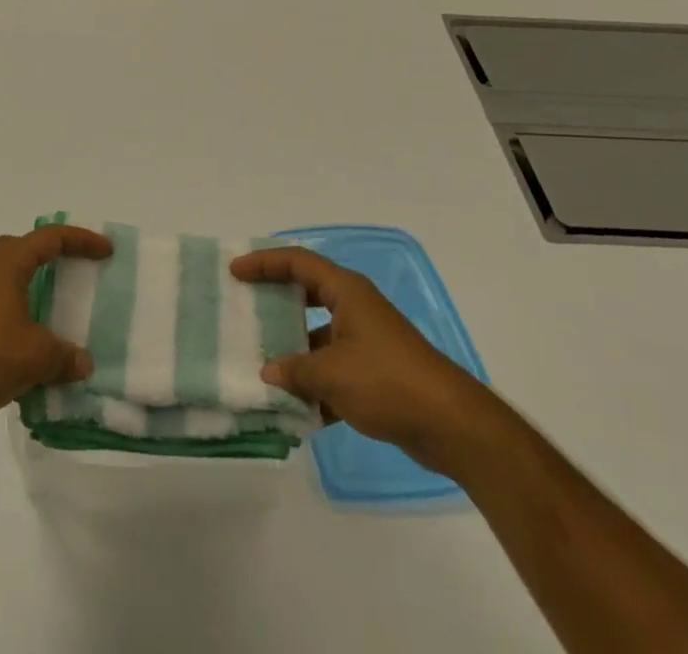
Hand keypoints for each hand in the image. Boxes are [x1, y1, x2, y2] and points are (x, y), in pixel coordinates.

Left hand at [0, 224, 112, 435]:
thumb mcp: (36, 357)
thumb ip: (64, 356)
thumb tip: (82, 363)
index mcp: (7, 263)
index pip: (50, 238)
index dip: (81, 240)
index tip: (106, 250)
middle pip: (24, 250)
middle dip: (52, 257)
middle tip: (76, 271)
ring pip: (8, 280)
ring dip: (32, 290)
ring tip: (54, 312)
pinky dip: (16, 316)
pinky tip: (26, 347)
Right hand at [232, 246, 494, 475]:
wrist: (452, 425)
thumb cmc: (387, 382)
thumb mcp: (332, 375)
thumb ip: (295, 370)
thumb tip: (269, 370)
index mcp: (346, 292)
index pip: (297, 262)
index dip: (264, 263)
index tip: (235, 272)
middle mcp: (355, 307)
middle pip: (307, 294)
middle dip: (276, 302)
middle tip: (246, 308)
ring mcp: (367, 340)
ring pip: (319, 337)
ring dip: (295, 351)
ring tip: (262, 366)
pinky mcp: (376, 373)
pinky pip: (335, 369)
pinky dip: (316, 384)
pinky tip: (296, 409)